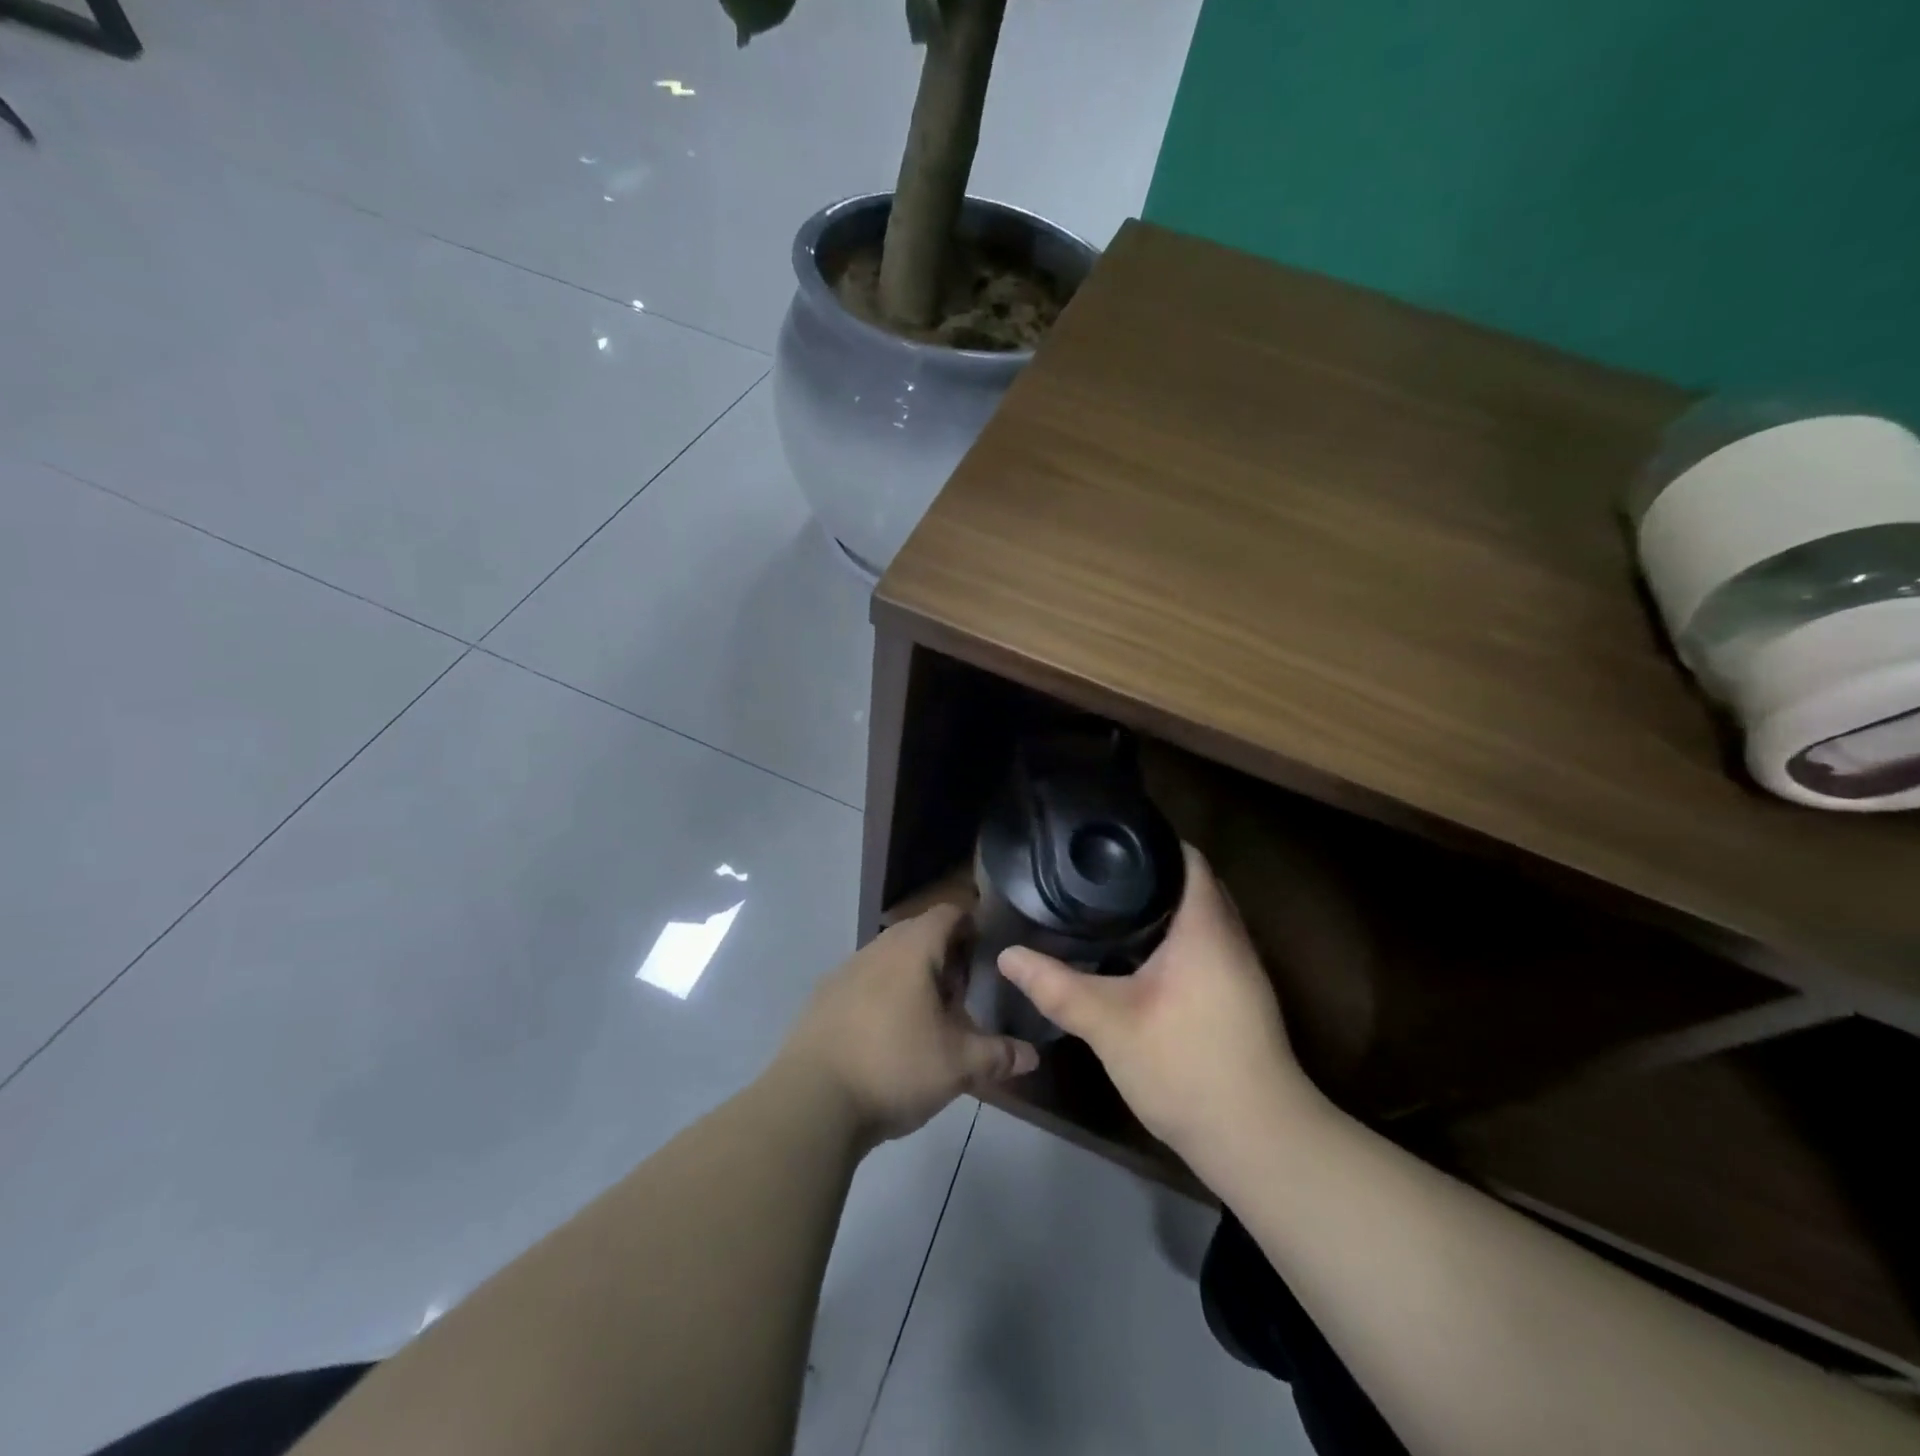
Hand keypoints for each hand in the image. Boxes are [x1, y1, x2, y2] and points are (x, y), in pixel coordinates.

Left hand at [775, 905, 1038, 1144]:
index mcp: (912, 949)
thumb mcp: (958, 1065)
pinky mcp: (822, 1000)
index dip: (971, 924)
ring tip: (929, 1017)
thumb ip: (997, 1055)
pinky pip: (863, 983)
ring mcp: (844, 972)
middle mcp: (876, 949)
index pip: (947, 913)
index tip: (987, 951)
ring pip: (888, 959)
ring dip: (911, 976)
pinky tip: (888, 1036)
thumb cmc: (894, 1066)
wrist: (811, 1101)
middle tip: (964, 991)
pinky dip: (882, 996)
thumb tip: (1031, 1055)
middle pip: (917, 934)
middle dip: (944, 955)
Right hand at [999, 846, 1317, 1177]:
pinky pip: (1206, 945)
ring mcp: (1241, 970)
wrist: (1259, 1141)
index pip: (1186, 858)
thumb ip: (1056, 986)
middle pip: (1194, 883)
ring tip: (1108, 904)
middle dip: (1150, 874)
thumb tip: (1006, 955)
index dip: (1150, 840)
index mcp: (1205, 927)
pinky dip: (1174, 938)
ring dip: (1163, 908)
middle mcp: (1231, 938)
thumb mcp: (1109, 1024)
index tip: (1107, 840)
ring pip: (1201, 918)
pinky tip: (1137, 956)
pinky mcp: (1240, 998)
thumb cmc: (1186, 1066)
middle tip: (1096, 872)